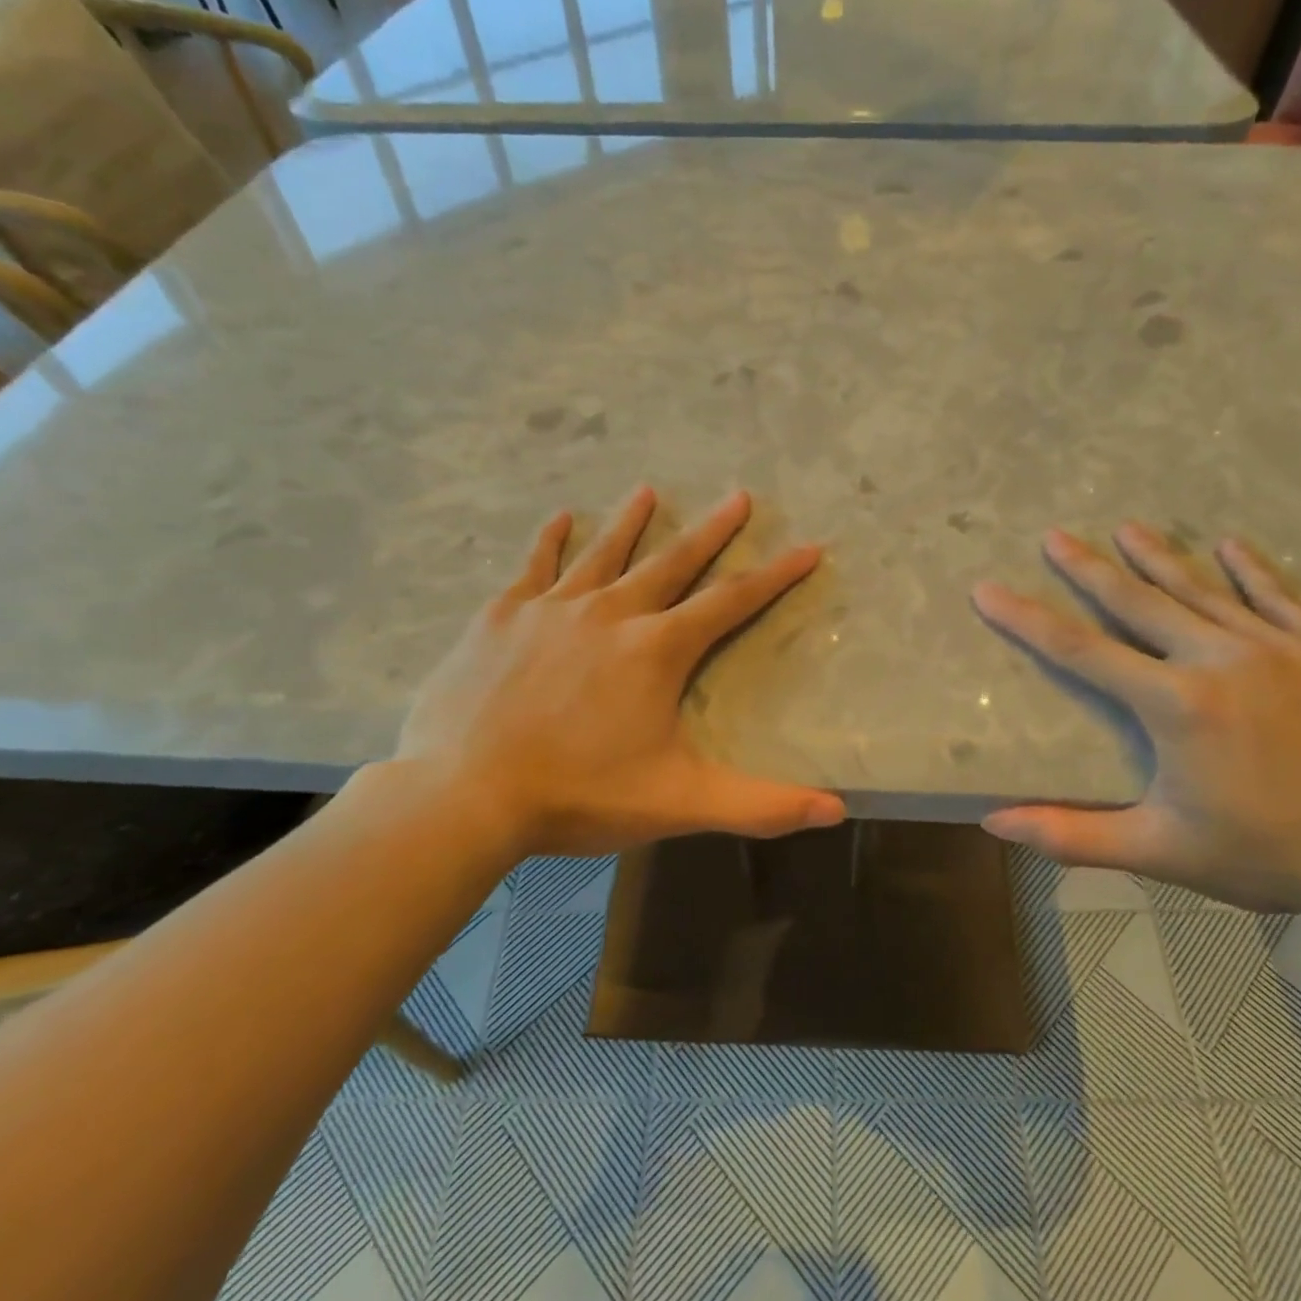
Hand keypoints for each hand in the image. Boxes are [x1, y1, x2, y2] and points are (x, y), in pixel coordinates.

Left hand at [393, 487, 845, 857]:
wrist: (464, 795)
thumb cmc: (578, 795)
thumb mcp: (680, 803)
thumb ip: (761, 806)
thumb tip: (837, 811)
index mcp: (656, 649)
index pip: (731, 601)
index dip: (775, 575)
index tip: (807, 546)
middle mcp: (612, 613)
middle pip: (673, 561)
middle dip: (711, 530)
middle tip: (738, 495)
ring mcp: (553, 609)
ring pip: (604, 553)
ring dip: (631, 522)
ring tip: (649, 490)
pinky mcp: (502, 617)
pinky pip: (534, 567)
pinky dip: (549, 542)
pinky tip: (559, 518)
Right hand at [972, 523, 1300, 922]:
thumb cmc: (1276, 855)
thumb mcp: (1164, 853)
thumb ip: (1074, 835)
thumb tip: (993, 823)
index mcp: (1176, 705)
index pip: (1080, 651)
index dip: (1027, 619)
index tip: (988, 590)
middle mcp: (1221, 659)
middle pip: (1139, 602)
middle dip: (1089, 568)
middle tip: (1055, 535)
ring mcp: (1282, 647)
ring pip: (1205, 589)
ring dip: (1160, 557)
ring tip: (1126, 527)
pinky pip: (1281, 597)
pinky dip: (1252, 570)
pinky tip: (1231, 545)